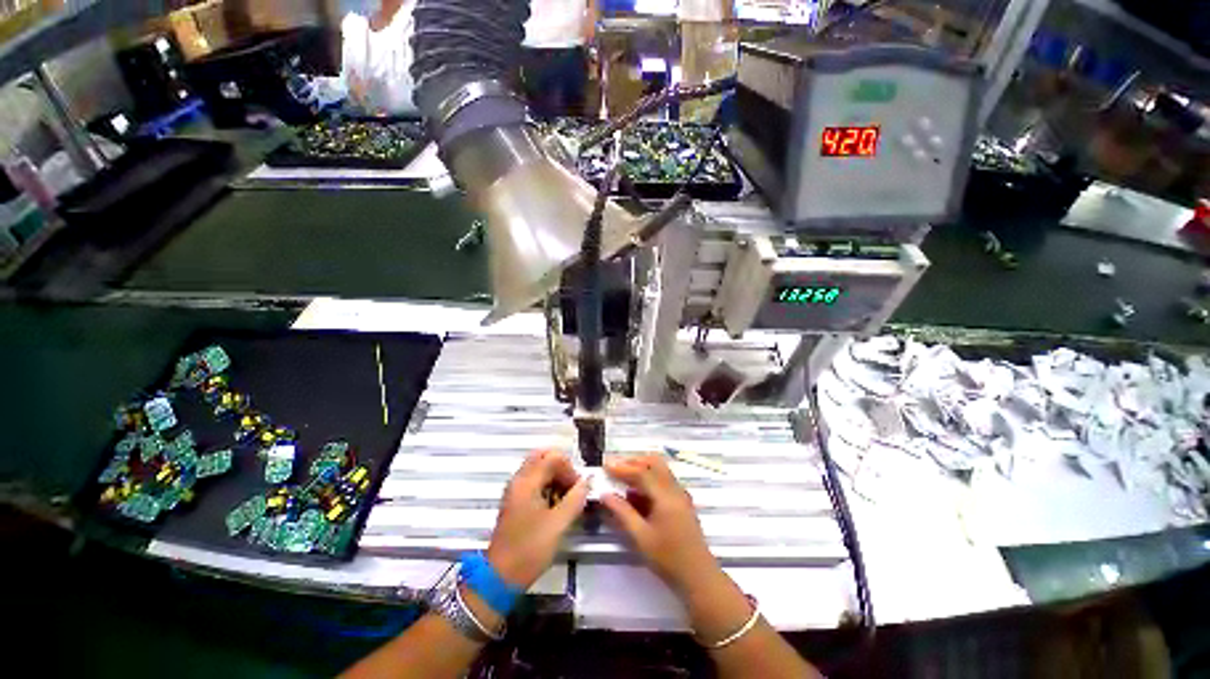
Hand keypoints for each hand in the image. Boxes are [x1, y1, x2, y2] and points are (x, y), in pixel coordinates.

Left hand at [486, 450, 589, 589]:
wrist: (500, 577)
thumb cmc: (530, 549)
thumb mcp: (559, 524)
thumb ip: (576, 498)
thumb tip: (588, 481)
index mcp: (527, 481)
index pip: (553, 457)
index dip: (570, 468)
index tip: (578, 489)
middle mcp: (519, 480)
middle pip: (544, 457)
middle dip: (562, 468)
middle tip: (572, 488)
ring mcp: (515, 490)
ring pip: (539, 468)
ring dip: (555, 477)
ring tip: (565, 499)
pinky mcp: (515, 501)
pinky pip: (533, 481)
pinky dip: (547, 485)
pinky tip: (554, 505)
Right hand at [600, 454, 717, 593]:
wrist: (699, 577)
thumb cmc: (668, 559)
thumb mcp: (641, 537)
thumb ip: (622, 513)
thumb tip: (605, 495)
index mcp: (666, 496)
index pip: (642, 472)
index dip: (622, 467)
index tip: (605, 465)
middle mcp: (675, 489)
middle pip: (654, 463)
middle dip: (633, 462)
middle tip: (615, 468)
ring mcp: (680, 494)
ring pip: (660, 470)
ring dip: (641, 469)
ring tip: (622, 479)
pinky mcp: (681, 501)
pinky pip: (663, 481)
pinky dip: (649, 480)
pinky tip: (635, 494)